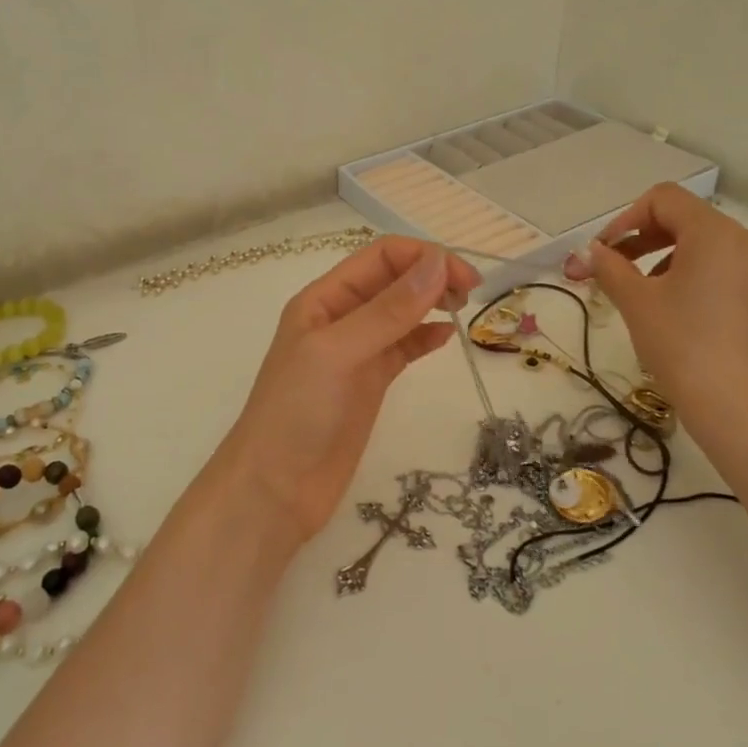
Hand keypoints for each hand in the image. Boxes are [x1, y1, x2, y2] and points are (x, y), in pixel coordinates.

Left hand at [210, 237, 480, 540]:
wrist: (276, 490)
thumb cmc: (297, 413)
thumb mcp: (339, 353)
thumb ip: (388, 310)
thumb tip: (438, 263)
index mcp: (324, 298)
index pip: (380, 256)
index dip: (423, 257)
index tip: (463, 277)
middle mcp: (341, 317)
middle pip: (394, 279)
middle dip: (432, 275)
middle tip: (471, 292)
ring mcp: (357, 351)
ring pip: (402, 312)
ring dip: (432, 302)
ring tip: (463, 309)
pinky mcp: (371, 382)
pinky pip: (404, 347)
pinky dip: (426, 337)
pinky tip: (447, 337)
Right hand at [567, 184, 747, 457]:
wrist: (745, 413)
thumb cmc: (683, 347)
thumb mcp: (636, 303)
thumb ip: (610, 267)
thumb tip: (592, 252)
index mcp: (717, 234)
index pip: (664, 200)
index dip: (626, 219)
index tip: (605, 253)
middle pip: (690, 222)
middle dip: (646, 241)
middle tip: (618, 272)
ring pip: (713, 252)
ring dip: (674, 263)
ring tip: (652, 300)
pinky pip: (735, 278)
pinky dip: (705, 285)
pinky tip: (690, 322)